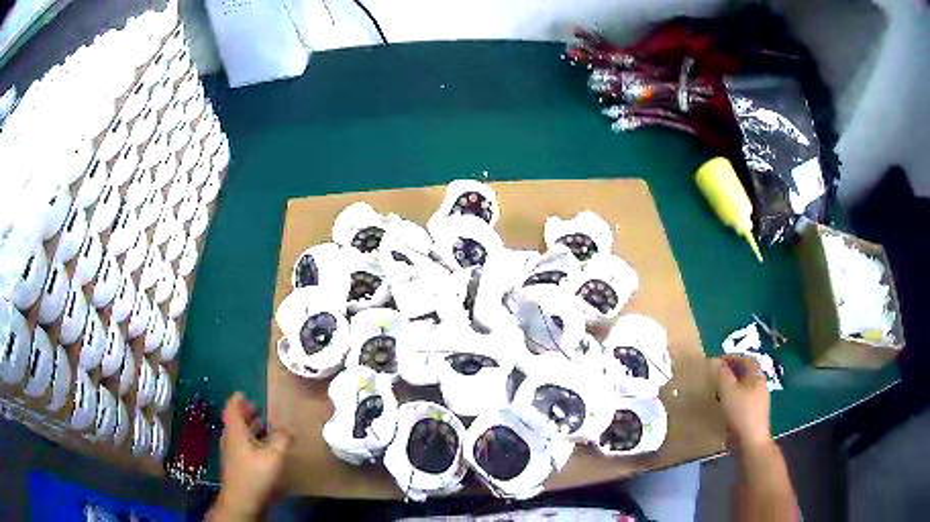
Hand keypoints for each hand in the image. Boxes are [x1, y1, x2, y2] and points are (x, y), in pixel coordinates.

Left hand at [208, 393, 291, 521]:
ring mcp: (231, 453)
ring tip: (263, 426)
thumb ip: (281, 439)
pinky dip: (250, 441)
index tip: (245, 393)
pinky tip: (262, 448)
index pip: (232, 409)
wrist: (241, 501)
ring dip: (249, 428)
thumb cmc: (254, 474)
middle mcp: (230, 439)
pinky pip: (241, 446)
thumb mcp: (273, 455)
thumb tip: (289, 427)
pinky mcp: (236, 466)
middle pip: (235, 421)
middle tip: (257, 408)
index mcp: (235, 431)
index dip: (238, 400)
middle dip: (245, 413)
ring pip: (238, 434)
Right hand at [711, 355, 771, 448]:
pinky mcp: (755, 414)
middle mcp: (761, 384)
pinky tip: (726, 406)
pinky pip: (744, 399)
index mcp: (757, 375)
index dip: (732, 357)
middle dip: (732, 371)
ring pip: (745, 387)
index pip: (745, 359)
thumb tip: (714, 361)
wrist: (752, 441)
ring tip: (719, 390)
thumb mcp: (728, 391)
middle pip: (746, 372)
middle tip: (717, 375)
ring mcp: (759, 400)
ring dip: (733, 385)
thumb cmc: (741, 412)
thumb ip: (722, 375)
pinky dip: (734, 398)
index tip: (717, 361)